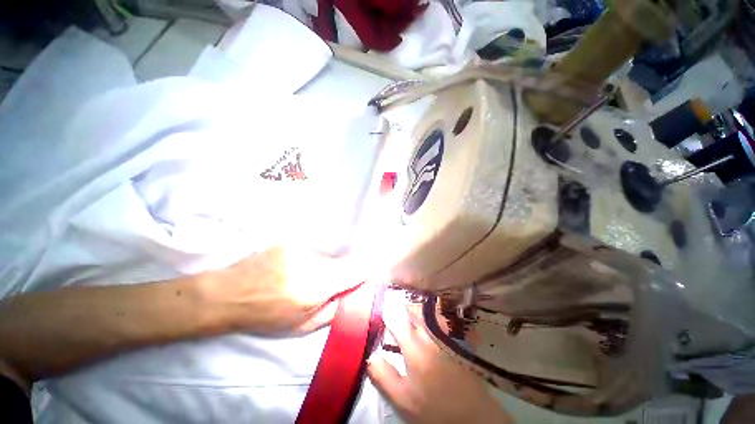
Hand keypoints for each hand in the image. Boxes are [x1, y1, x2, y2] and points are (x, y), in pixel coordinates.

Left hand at [198, 245, 362, 335]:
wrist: (227, 294)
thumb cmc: (264, 317)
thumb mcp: (302, 327)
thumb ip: (333, 310)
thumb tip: (354, 294)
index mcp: (315, 288)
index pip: (355, 270)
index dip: (366, 270)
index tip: (369, 274)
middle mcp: (311, 264)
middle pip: (343, 262)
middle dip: (343, 273)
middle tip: (329, 284)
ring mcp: (299, 249)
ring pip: (327, 258)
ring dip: (325, 268)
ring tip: (304, 278)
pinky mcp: (290, 242)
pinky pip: (312, 252)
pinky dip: (310, 261)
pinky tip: (292, 269)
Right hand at [367, 306, 513, 423]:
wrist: (473, 417)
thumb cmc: (434, 409)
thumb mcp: (403, 400)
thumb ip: (383, 376)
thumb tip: (371, 354)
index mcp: (415, 348)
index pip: (397, 320)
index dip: (387, 312)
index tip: (382, 311)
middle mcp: (431, 335)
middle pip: (414, 310)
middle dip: (403, 307)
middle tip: (396, 311)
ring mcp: (447, 335)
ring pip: (429, 311)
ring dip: (419, 308)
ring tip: (412, 312)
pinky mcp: (459, 340)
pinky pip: (446, 318)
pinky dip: (436, 313)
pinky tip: (434, 317)